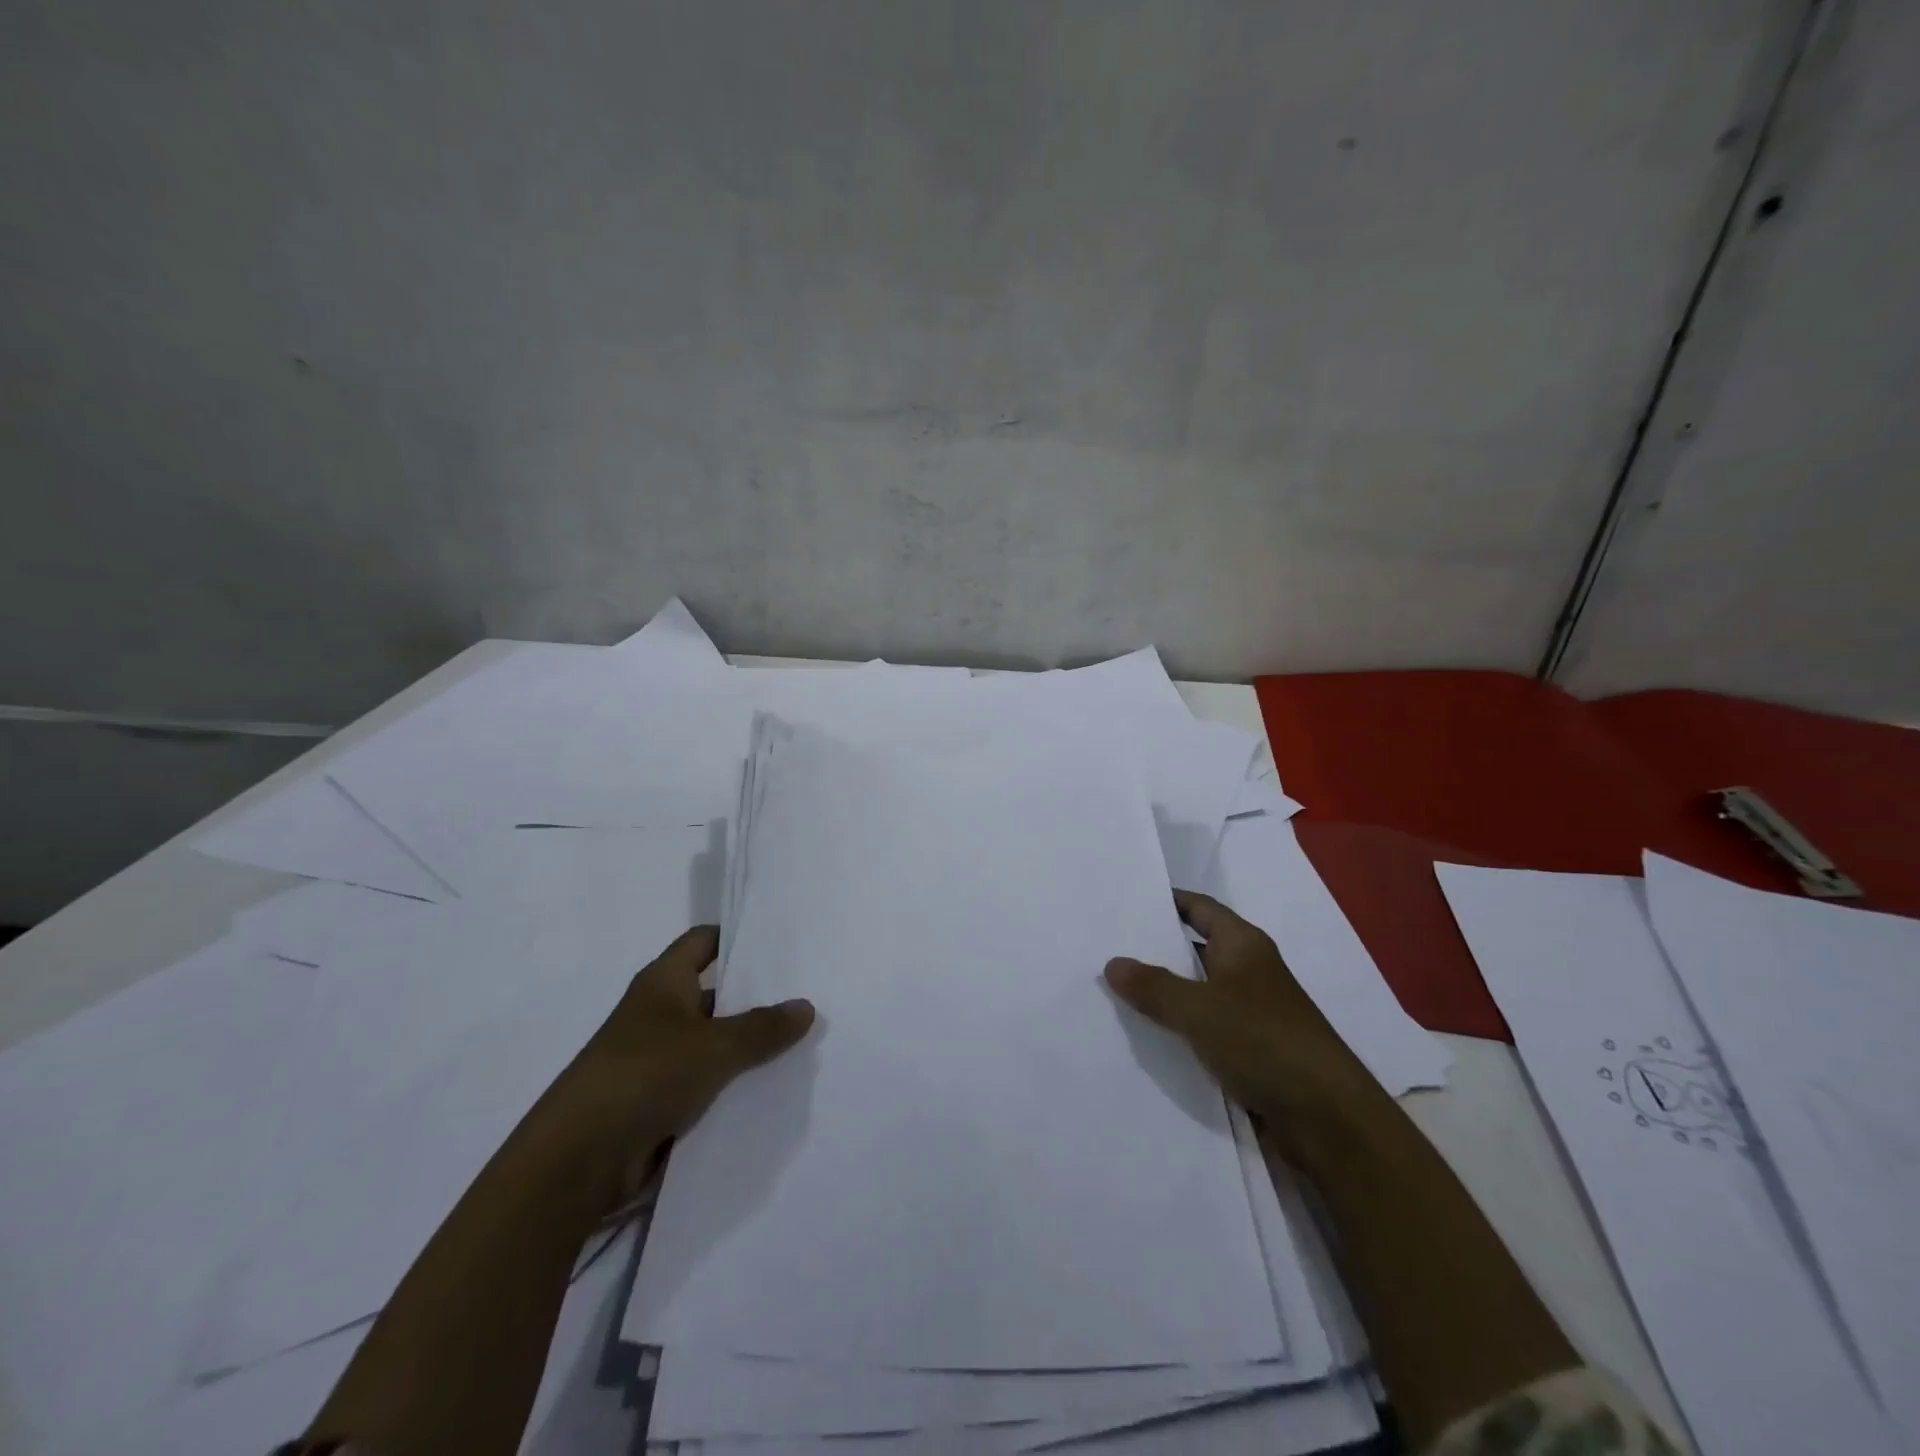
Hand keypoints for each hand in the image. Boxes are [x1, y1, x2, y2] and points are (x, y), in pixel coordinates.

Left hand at [535, 925, 815, 1208]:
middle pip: (714, 992)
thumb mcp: (715, 1046)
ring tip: (801, 1041)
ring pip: (713, 1041)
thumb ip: (763, 1027)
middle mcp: (658, 1012)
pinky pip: (705, 1082)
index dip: (736, 937)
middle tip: (806, 993)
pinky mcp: (657, 1100)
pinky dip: (732, 1083)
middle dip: (755, 996)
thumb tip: (806, 1006)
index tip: (779, 941)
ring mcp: (657, 1058)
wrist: (578, 1160)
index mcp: (663, 981)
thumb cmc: (646, 1075)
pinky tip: (772, 1087)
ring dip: (746, 1045)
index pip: (703, 941)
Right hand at [1104, 890, 1387, 1163]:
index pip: (1199, 908)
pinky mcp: (1251, 1050)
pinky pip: (1205, 1028)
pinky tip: (1145, 1036)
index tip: (1128, 901)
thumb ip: (1153, 986)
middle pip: (1195, 949)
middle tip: (1107, 946)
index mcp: (1243, 945)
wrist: (1326, 1118)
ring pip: (1198, 992)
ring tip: (1114, 990)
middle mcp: (1249, 971)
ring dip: (1165, 993)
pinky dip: (1179, 1028)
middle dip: (1155, 949)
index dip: (1166, 901)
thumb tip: (1113, 963)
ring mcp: (1251, 1012)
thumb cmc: (1263, 1041)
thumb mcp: (1198, 1008)